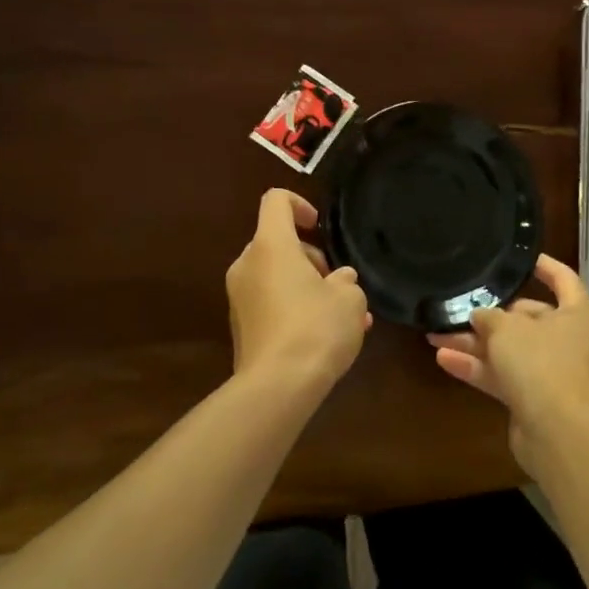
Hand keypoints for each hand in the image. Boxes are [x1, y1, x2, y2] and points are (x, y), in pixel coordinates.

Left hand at [226, 189, 371, 392]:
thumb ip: (346, 281)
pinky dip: (295, 308)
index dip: (300, 205)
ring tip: (343, 316)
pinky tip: (325, 336)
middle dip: (311, 258)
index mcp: (271, 245)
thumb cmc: (316, 328)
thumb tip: (339, 281)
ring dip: (307, 286)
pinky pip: (271, 304)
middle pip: (278, 242)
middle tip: (339, 284)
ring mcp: (239, 298)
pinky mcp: (241, 328)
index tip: (320, 228)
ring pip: (276, 276)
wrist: (277, 388)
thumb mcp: (349, 299)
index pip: (276, 201)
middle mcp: (248, 265)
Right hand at [428, 253, 588, 469]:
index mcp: (576, 313)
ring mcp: (551, 372)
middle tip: (459, 306)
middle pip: (528, 317)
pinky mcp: (533, 399)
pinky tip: (443, 359)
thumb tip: (479, 315)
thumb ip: (489, 317)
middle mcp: (567, 340)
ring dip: (475, 343)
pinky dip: (477, 368)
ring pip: (509, 349)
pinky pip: (502, 376)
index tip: (518, 257)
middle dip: (491, 314)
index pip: (562, 278)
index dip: (542, 265)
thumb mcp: (508, 329)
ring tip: (436, 333)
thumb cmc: (541, 363)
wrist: (559, 433)